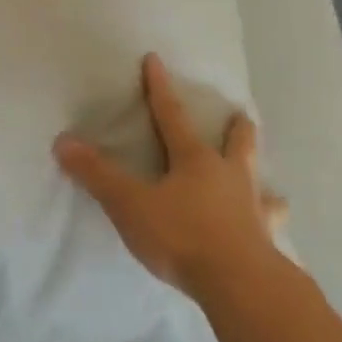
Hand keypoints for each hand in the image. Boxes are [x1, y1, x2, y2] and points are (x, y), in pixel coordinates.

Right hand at [53, 53, 282, 301]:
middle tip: (240, 114)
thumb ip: (98, 175)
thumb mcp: (130, 205)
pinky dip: (273, 220)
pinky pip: (273, 224)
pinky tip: (277, 224)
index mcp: (194, 160)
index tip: (155, 60)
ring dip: (258, 173)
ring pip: (261, 181)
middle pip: (236, 142)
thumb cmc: (181, 236)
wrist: (237, 281)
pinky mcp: (266, 238)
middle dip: (235, 127)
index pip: (171, 115)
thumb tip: (64, 141)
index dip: (159, 88)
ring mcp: (253, 206)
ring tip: (263, 178)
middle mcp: (229, 175)